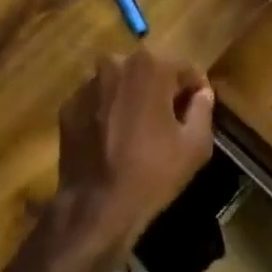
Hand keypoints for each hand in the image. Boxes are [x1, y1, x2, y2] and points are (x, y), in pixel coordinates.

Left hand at [54, 49, 215, 265]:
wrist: (96, 207)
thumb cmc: (152, 173)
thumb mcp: (195, 145)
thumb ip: (203, 109)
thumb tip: (202, 93)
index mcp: (150, 66)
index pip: (184, 69)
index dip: (195, 90)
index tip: (197, 111)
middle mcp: (116, 63)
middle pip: (149, 71)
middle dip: (162, 90)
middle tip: (169, 122)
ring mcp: (88, 84)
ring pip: (121, 84)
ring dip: (132, 99)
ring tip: (138, 132)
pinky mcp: (68, 105)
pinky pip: (97, 101)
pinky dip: (107, 113)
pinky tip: (112, 141)